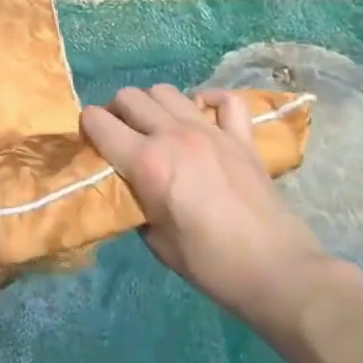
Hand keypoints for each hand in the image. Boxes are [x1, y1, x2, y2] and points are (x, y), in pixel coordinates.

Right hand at [82, 85, 359, 339]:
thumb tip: (130, 186)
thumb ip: (135, 201)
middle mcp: (173, 135)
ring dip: (153, 105)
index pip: (97, 121)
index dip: (87, 128)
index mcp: (146, 161)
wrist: (276, 271)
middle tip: (121, 136)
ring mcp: (210, 132)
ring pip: (166, 91)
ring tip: (157, 127)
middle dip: (116, 112)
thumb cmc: (208, 263)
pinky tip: (202, 117)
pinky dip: (208, 101)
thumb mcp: (153, 238)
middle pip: (129, 97)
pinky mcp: (241, 138)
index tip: (90, 142)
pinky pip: (225, 100)